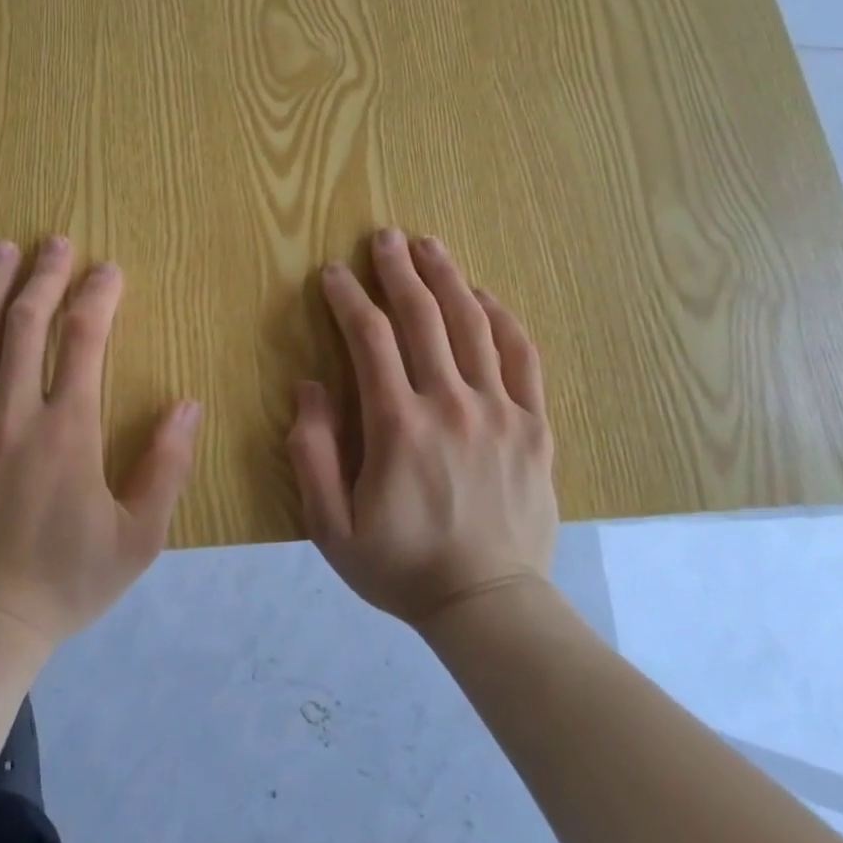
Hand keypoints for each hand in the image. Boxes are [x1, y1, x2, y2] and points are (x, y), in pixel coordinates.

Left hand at [0, 236, 201, 648]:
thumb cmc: (64, 583)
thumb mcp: (138, 538)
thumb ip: (167, 467)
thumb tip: (188, 403)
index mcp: (67, 431)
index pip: (83, 340)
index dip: (97, 295)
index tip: (106, 269)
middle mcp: (10, 415)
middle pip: (24, 323)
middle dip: (43, 275)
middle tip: (54, 241)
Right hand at [289, 228, 557, 626]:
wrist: (489, 605)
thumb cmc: (401, 566)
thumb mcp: (331, 526)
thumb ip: (313, 453)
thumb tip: (308, 387)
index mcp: (398, 425)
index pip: (370, 339)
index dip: (347, 298)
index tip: (333, 272)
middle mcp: (450, 404)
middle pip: (423, 317)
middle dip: (398, 270)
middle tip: (384, 237)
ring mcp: (500, 412)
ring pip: (473, 326)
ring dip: (448, 279)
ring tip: (429, 245)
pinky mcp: (534, 426)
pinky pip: (522, 358)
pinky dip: (503, 319)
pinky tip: (485, 296)